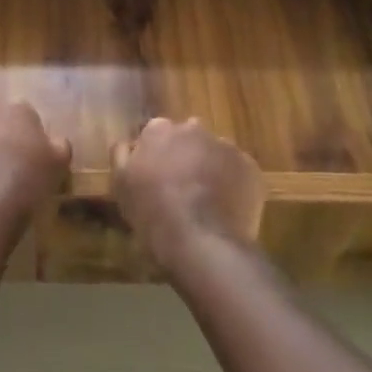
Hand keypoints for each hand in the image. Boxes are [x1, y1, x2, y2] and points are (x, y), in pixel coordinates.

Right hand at [112, 117, 263, 276]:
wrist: (202, 243)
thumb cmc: (153, 213)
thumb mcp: (121, 185)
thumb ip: (122, 156)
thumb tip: (128, 143)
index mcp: (159, 130)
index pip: (156, 133)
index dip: (156, 154)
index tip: (155, 175)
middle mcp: (193, 128)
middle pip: (188, 138)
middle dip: (185, 156)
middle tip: (181, 187)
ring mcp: (225, 146)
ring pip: (215, 153)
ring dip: (210, 168)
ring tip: (207, 201)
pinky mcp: (250, 168)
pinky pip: (238, 172)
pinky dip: (233, 184)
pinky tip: (226, 209)